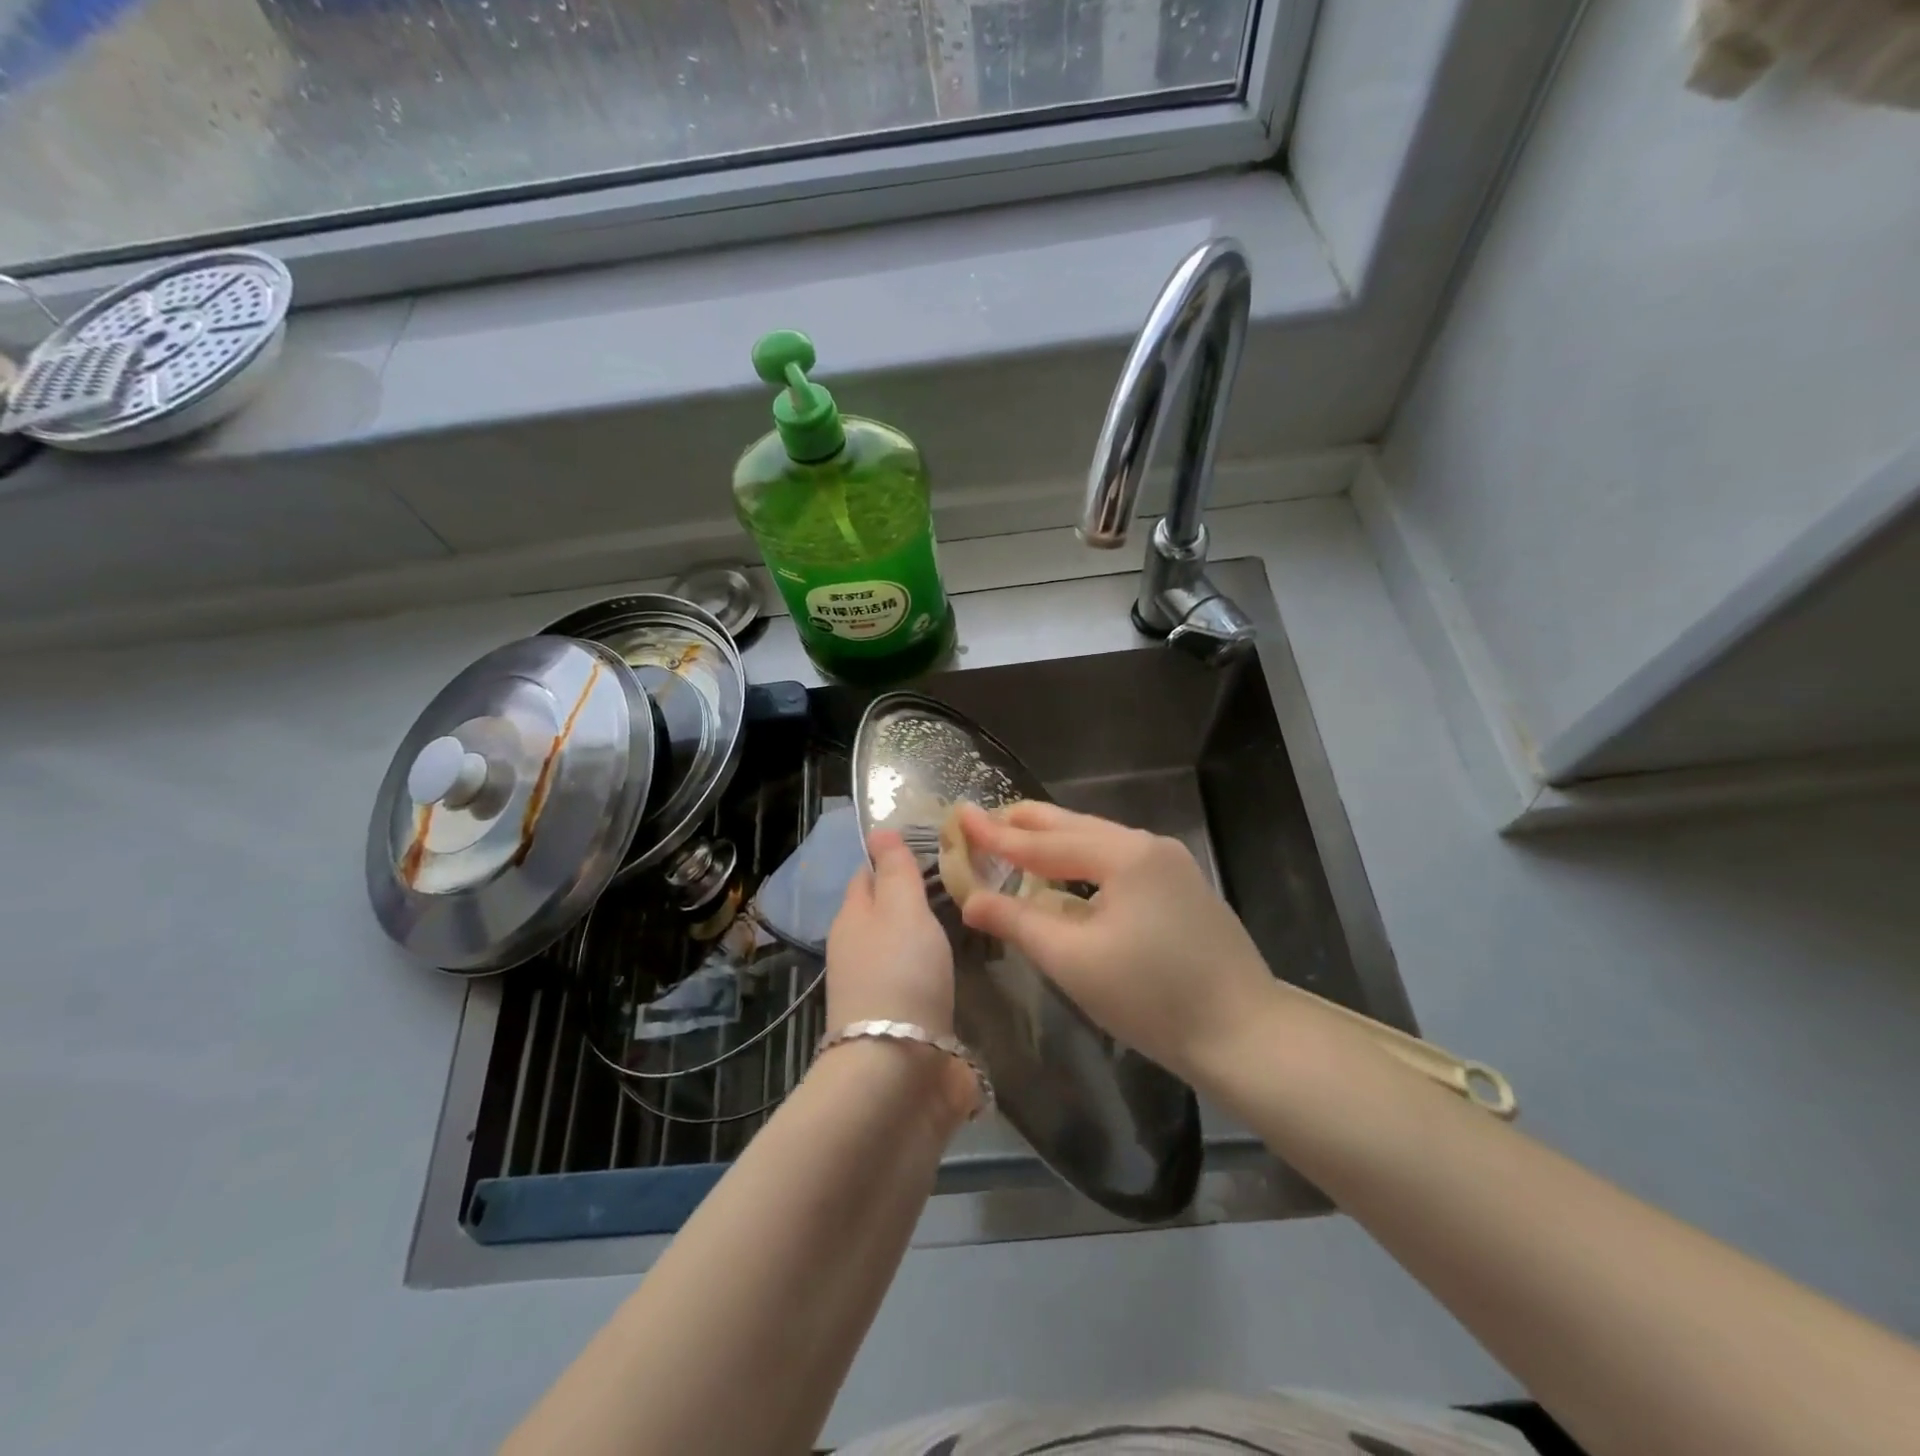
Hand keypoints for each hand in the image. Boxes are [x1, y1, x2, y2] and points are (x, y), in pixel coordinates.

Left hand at [824, 829, 955, 1037]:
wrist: (897, 1072)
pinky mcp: (900, 1023)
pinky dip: (935, 970)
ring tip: (969, 918)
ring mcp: (877, 990)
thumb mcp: (901, 909)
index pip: (867, 875)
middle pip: (884, 913)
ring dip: (926, 936)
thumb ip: (896, 870)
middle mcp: (857, 952)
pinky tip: (960, 967)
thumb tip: (878, 830)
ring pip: (902, 948)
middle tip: (962, 882)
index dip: (892, 859)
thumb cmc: (900, 974)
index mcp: (851, 919)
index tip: (933, 849)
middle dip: (914, 898)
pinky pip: (918, 982)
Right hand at [955, 801, 1275, 1081]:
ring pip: (1098, 841)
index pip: (1044, 841)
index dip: (997, 833)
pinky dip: (1083, 860)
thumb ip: (1018, 921)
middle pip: (1074, 826)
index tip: (960, 815)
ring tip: (1016, 840)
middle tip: (984, 819)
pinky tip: (1068, 872)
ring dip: (1055, 841)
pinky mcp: (1182, 887)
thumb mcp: (1073, 960)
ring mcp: (1172, 864)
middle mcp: (1149, 846)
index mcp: (1124, 854)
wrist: (1245, 1034)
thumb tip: (971, 899)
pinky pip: (1119, 860)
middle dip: (1026, 823)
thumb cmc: (1152, 998)